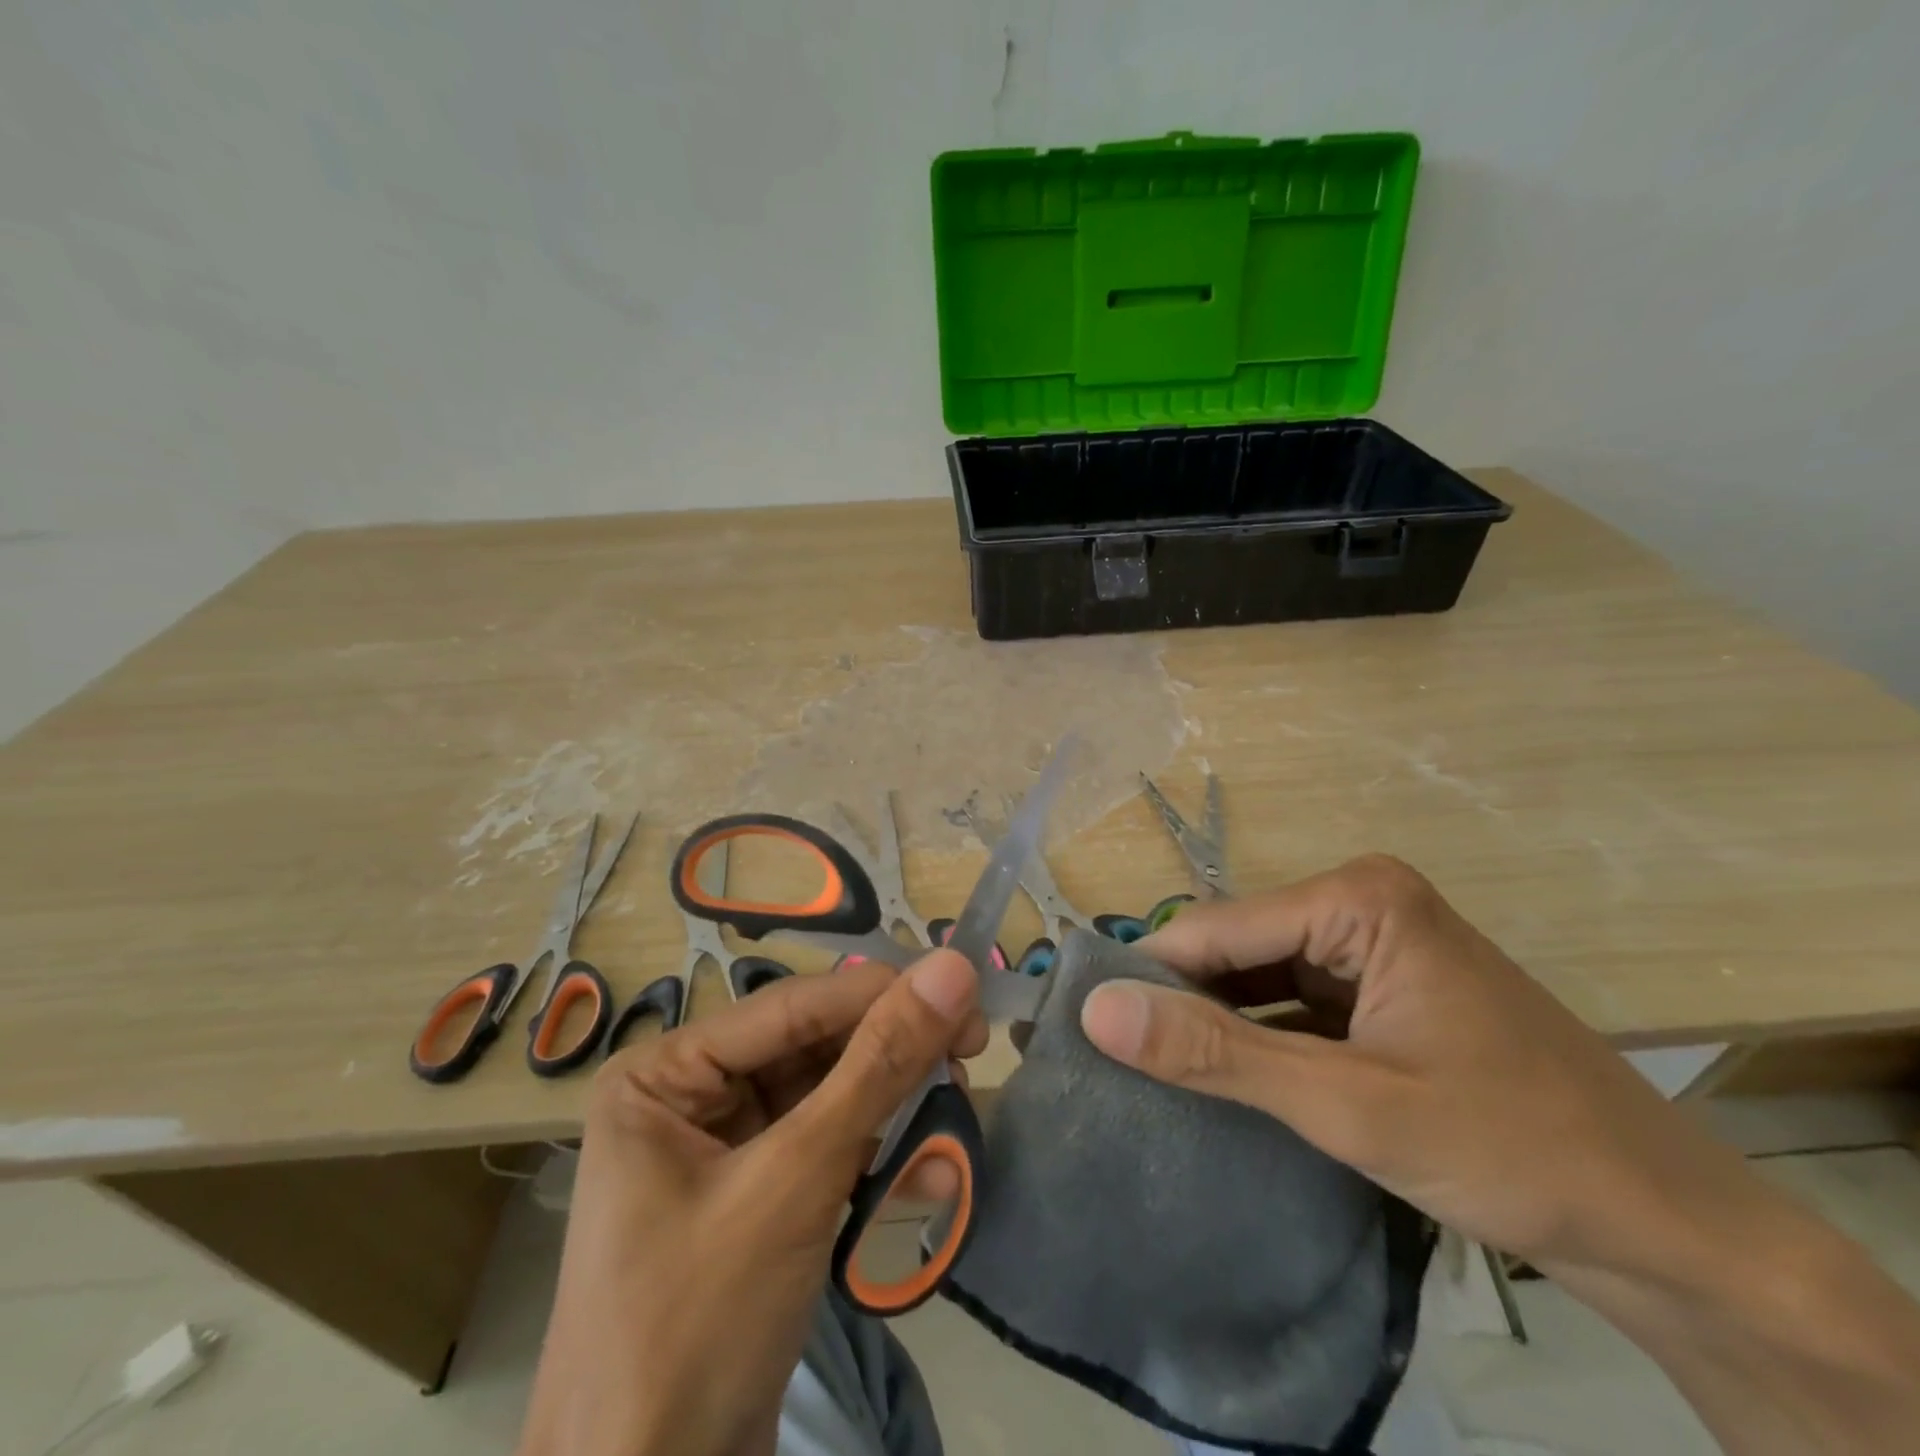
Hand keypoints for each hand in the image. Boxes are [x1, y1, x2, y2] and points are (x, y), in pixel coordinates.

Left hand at [518, 952, 981, 1455]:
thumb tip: (952, 968)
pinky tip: (929, 1170)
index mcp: (665, 1073)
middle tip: (972, 1047)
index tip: (965, 983)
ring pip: (827, 1096)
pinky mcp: (756, 1199)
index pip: (793, 1006)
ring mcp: (722, 1150)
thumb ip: (879, 1066)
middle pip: (812, 1049)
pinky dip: (877, 1153)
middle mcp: (689, 1097)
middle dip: (891, 1053)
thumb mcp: (797, 1179)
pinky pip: (826, 1148)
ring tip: (958, 1101)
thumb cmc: (699, 1324)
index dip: (882, 991)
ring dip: (893, 1103)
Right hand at [1078, 854, 1748, 1274]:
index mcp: (1357, 898)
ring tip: (1145, 1073)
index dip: (1147, 977)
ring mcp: (1373, 950)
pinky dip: (1256, 1042)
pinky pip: (1293, 1005)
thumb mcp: (1348, 1104)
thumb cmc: (1515, 1149)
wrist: (1672, 1233)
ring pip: (1259, 980)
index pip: (1215, 928)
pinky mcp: (1382, 994)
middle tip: (1110, 1061)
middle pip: (1236, 949)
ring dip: (1214, 1026)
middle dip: (1181, 1003)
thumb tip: (1097, 1011)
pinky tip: (1217, 1080)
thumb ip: (1216, 1053)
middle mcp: (1360, 905)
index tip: (1085, 1029)